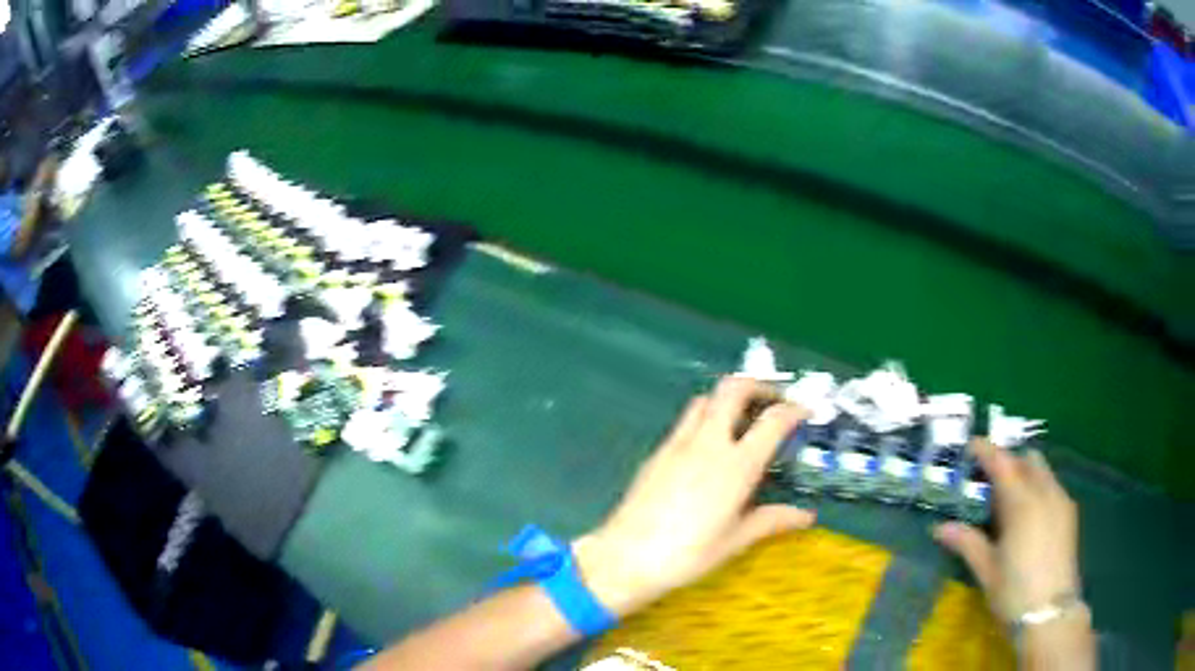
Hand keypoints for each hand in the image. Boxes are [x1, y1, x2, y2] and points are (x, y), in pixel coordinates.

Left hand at [573, 376, 815, 615]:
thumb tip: (807, 516)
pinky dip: (705, 419)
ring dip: (728, 399)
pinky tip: (708, 448)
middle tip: (773, 402)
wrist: (625, 557)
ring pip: (705, 400)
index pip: (773, 421)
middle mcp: (708, 443)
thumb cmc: (687, 554)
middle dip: (758, 385)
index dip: (794, 410)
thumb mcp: (735, 540)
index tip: (805, 412)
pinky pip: (685, 421)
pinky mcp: (657, 452)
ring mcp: (678, 444)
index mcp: (736, 465)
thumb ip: (772, 520)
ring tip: (742, 421)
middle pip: (733, 389)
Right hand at [933, 439, 1080, 620]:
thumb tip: (939, 528)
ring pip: (1043, 471)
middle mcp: (1044, 492)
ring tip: (1009, 498)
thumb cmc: (1014, 592)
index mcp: (1021, 503)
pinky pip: (1052, 486)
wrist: (1050, 613)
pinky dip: (1038, 487)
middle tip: (989, 478)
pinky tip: (1029, 514)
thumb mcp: (986, 570)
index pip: (1002, 463)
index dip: (986, 451)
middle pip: (1027, 459)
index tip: (971, 446)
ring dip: (1025, 473)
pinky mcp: (1069, 513)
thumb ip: (967, 543)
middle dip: (1009, 461)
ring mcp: (1061, 500)